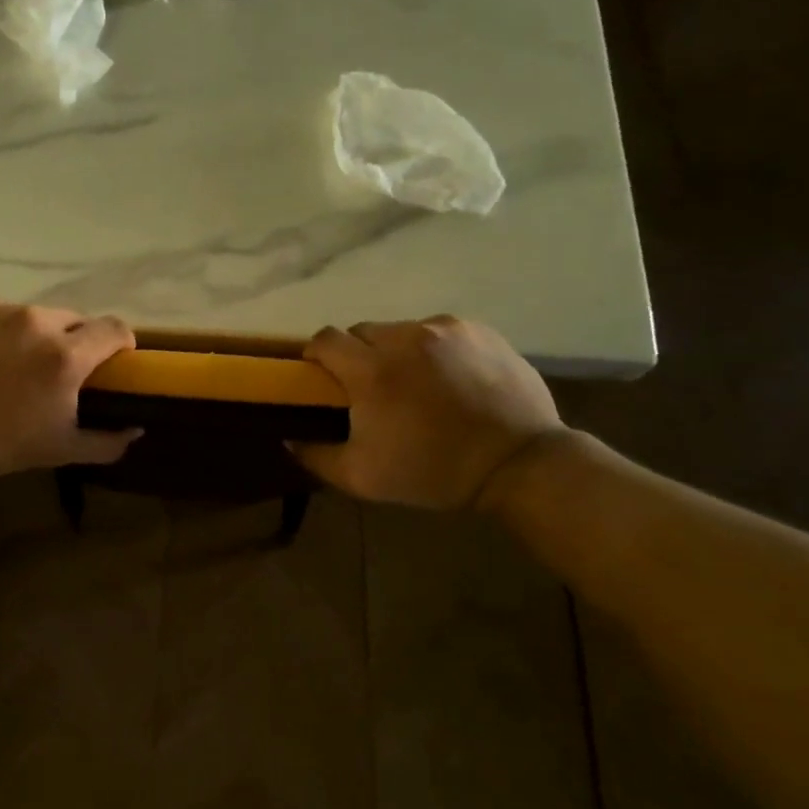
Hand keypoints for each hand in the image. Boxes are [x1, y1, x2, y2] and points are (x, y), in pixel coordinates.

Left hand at [0, 295, 140, 479]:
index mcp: (66, 354)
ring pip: (30, 314)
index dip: (121, 343)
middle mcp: (36, 320)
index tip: (113, 361)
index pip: (115, 328)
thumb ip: (107, 441)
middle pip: (73, 319)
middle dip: (73, 341)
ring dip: (31, 334)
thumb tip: (136, 429)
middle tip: (54, 370)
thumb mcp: (59, 451)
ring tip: (7, 364)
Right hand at [292, 316, 566, 511]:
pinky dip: (432, 350)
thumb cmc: (432, 472)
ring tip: (415, 385)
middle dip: (357, 355)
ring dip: (396, 352)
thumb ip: (315, 456)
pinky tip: (448, 379)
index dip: (316, 356)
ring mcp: (444, 329)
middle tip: (371, 388)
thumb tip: (288, 436)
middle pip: (361, 332)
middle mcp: (404, 337)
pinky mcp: (477, 330)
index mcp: (371, 370)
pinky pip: (438, 331)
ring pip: (400, 330)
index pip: (324, 339)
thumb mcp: (363, 478)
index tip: (323, 378)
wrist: (519, 464)